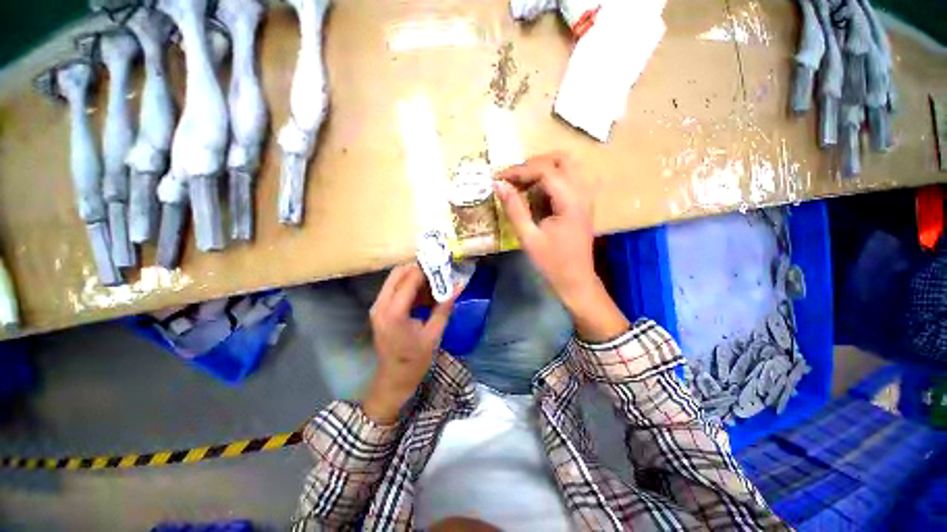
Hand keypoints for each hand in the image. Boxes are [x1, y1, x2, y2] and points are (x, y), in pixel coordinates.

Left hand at [363, 264, 456, 423]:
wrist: (393, 379)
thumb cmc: (415, 360)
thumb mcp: (434, 334)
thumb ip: (444, 306)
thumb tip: (459, 286)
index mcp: (394, 312)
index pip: (410, 278)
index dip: (427, 269)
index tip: (443, 265)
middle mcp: (381, 305)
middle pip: (398, 273)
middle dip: (419, 270)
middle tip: (439, 273)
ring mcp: (378, 307)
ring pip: (396, 279)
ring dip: (415, 278)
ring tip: (436, 284)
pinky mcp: (380, 310)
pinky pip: (395, 289)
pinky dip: (410, 288)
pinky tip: (426, 295)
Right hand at [494, 152, 627, 341]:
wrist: (576, 281)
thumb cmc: (552, 263)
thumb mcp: (528, 237)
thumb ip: (514, 208)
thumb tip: (498, 185)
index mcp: (570, 201)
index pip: (545, 170)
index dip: (519, 170)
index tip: (499, 178)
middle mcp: (582, 193)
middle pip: (561, 159)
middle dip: (534, 164)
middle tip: (513, 178)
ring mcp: (585, 197)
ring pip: (566, 166)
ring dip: (542, 169)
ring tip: (521, 184)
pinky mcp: (582, 203)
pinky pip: (567, 179)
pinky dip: (549, 180)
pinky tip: (535, 194)